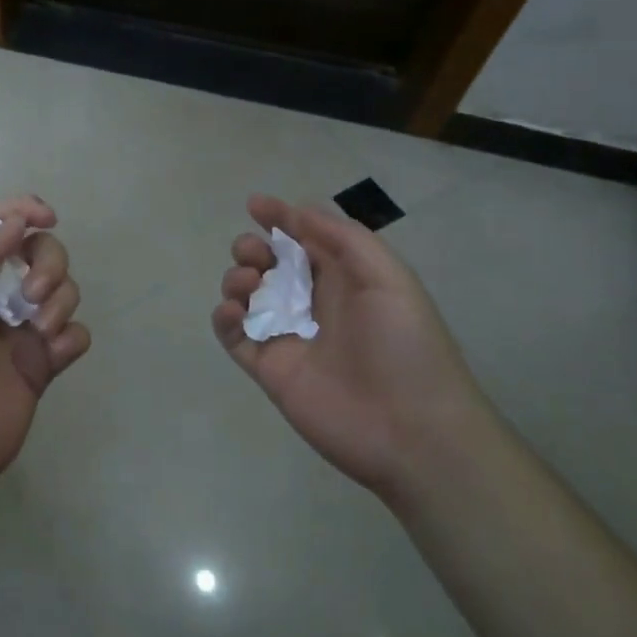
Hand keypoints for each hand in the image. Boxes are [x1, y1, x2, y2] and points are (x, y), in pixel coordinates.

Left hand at [0, 195, 89, 516]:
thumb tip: (20, 219)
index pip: (2, 225)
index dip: (26, 211)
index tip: (47, 218)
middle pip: (43, 253)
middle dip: (49, 263)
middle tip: (32, 294)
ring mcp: (22, 331)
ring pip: (64, 292)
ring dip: (60, 301)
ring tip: (38, 332)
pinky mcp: (42, 366)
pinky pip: (75, 336)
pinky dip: (71, 338)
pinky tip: (52, 354)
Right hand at [211, 195, 492, 504]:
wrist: (413, 431)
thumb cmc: (405, 345)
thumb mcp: (388, 277)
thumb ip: (342, 238)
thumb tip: (297, 210)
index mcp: (342, 278)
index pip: (302, 238)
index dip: (279, 217)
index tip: (255, 204)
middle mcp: (311, 302)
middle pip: (267, 263)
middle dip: (251, 248)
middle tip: (255, 254)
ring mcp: (287, 336)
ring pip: (245, 295)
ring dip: (236, 278)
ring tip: (249, 283)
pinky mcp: (268, 368)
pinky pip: (234, 336)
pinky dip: (223, 317)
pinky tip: (233, 311)